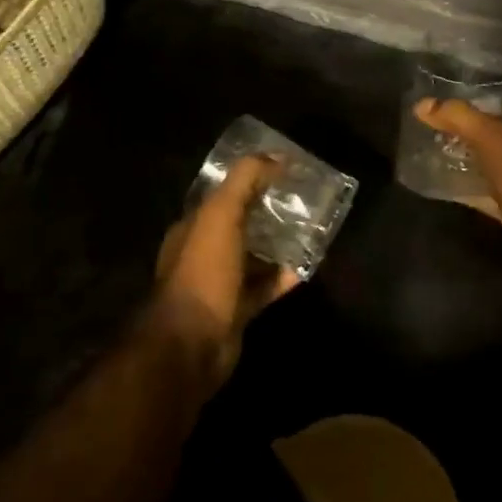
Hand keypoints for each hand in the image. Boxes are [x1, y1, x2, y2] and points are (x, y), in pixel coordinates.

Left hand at [154, 154, 300, 387]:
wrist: (192, 345)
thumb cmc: (204, 272)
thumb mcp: (221, 215)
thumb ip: (245, 180)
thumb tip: (276, 156)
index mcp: (193, 226)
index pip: (224, 194)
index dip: (251, 179)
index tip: (284, 171)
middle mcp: (203, 252)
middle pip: (240, 223)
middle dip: (267, 211)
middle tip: (302, 199)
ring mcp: (219, 283)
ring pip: (253, 256)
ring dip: (277, 244)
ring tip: (309, 230)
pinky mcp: (236, 310)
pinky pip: (263, 287)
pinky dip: (282, 277)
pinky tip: (305, 267)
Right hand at [415, 99, 501, 256]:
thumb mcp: (489, 136)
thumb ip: (457, 116)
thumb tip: (422, 104)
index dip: (477, 107)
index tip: (449, 113)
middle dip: (474, 137)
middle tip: (442, 137)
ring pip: (500, 165)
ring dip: (476, 163)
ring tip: (444, 159)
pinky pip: (498, 192)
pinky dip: (478, 189)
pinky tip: (454, 188)